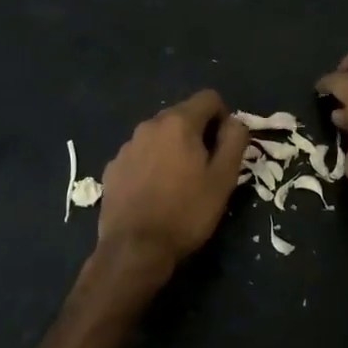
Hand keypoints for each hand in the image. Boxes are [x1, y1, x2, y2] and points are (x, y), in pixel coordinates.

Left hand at [96, 89, 249, 266]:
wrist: (134, 249)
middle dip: (198, 133)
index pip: (209, 98)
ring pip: (159, 136)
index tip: (225, 147)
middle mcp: (149, 125)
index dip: (224, 118)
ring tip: (179, 183)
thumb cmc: (186, 212)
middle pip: (182, 115)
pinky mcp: (112, 168)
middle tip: (206, 168)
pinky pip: (140, 155)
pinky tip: (154, 193)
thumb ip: (234, 141)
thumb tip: (234, 122)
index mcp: (178, 123)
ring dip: (173, 149)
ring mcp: (126, 147)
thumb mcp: (224, 179)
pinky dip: (151, 165)